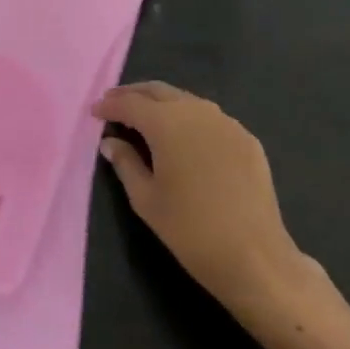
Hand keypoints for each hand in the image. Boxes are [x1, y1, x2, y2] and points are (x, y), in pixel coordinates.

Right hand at [93, 82, 307, 321]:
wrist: (255, 257)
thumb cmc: (190, 230)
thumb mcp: (145, 199)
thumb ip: (125, 163)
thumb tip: (110, 141)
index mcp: (167, 123)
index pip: (130, 103)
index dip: (110, 106)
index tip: (94, 111)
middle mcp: (197, 111)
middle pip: (158, 91)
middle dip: (134, 95)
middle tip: (114, 104)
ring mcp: (226, 122)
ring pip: (186, 100)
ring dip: (162, 103)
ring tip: (146, 118)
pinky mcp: (246, 138)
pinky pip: (210, 118)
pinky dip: (189, 119)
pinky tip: (184, 137)